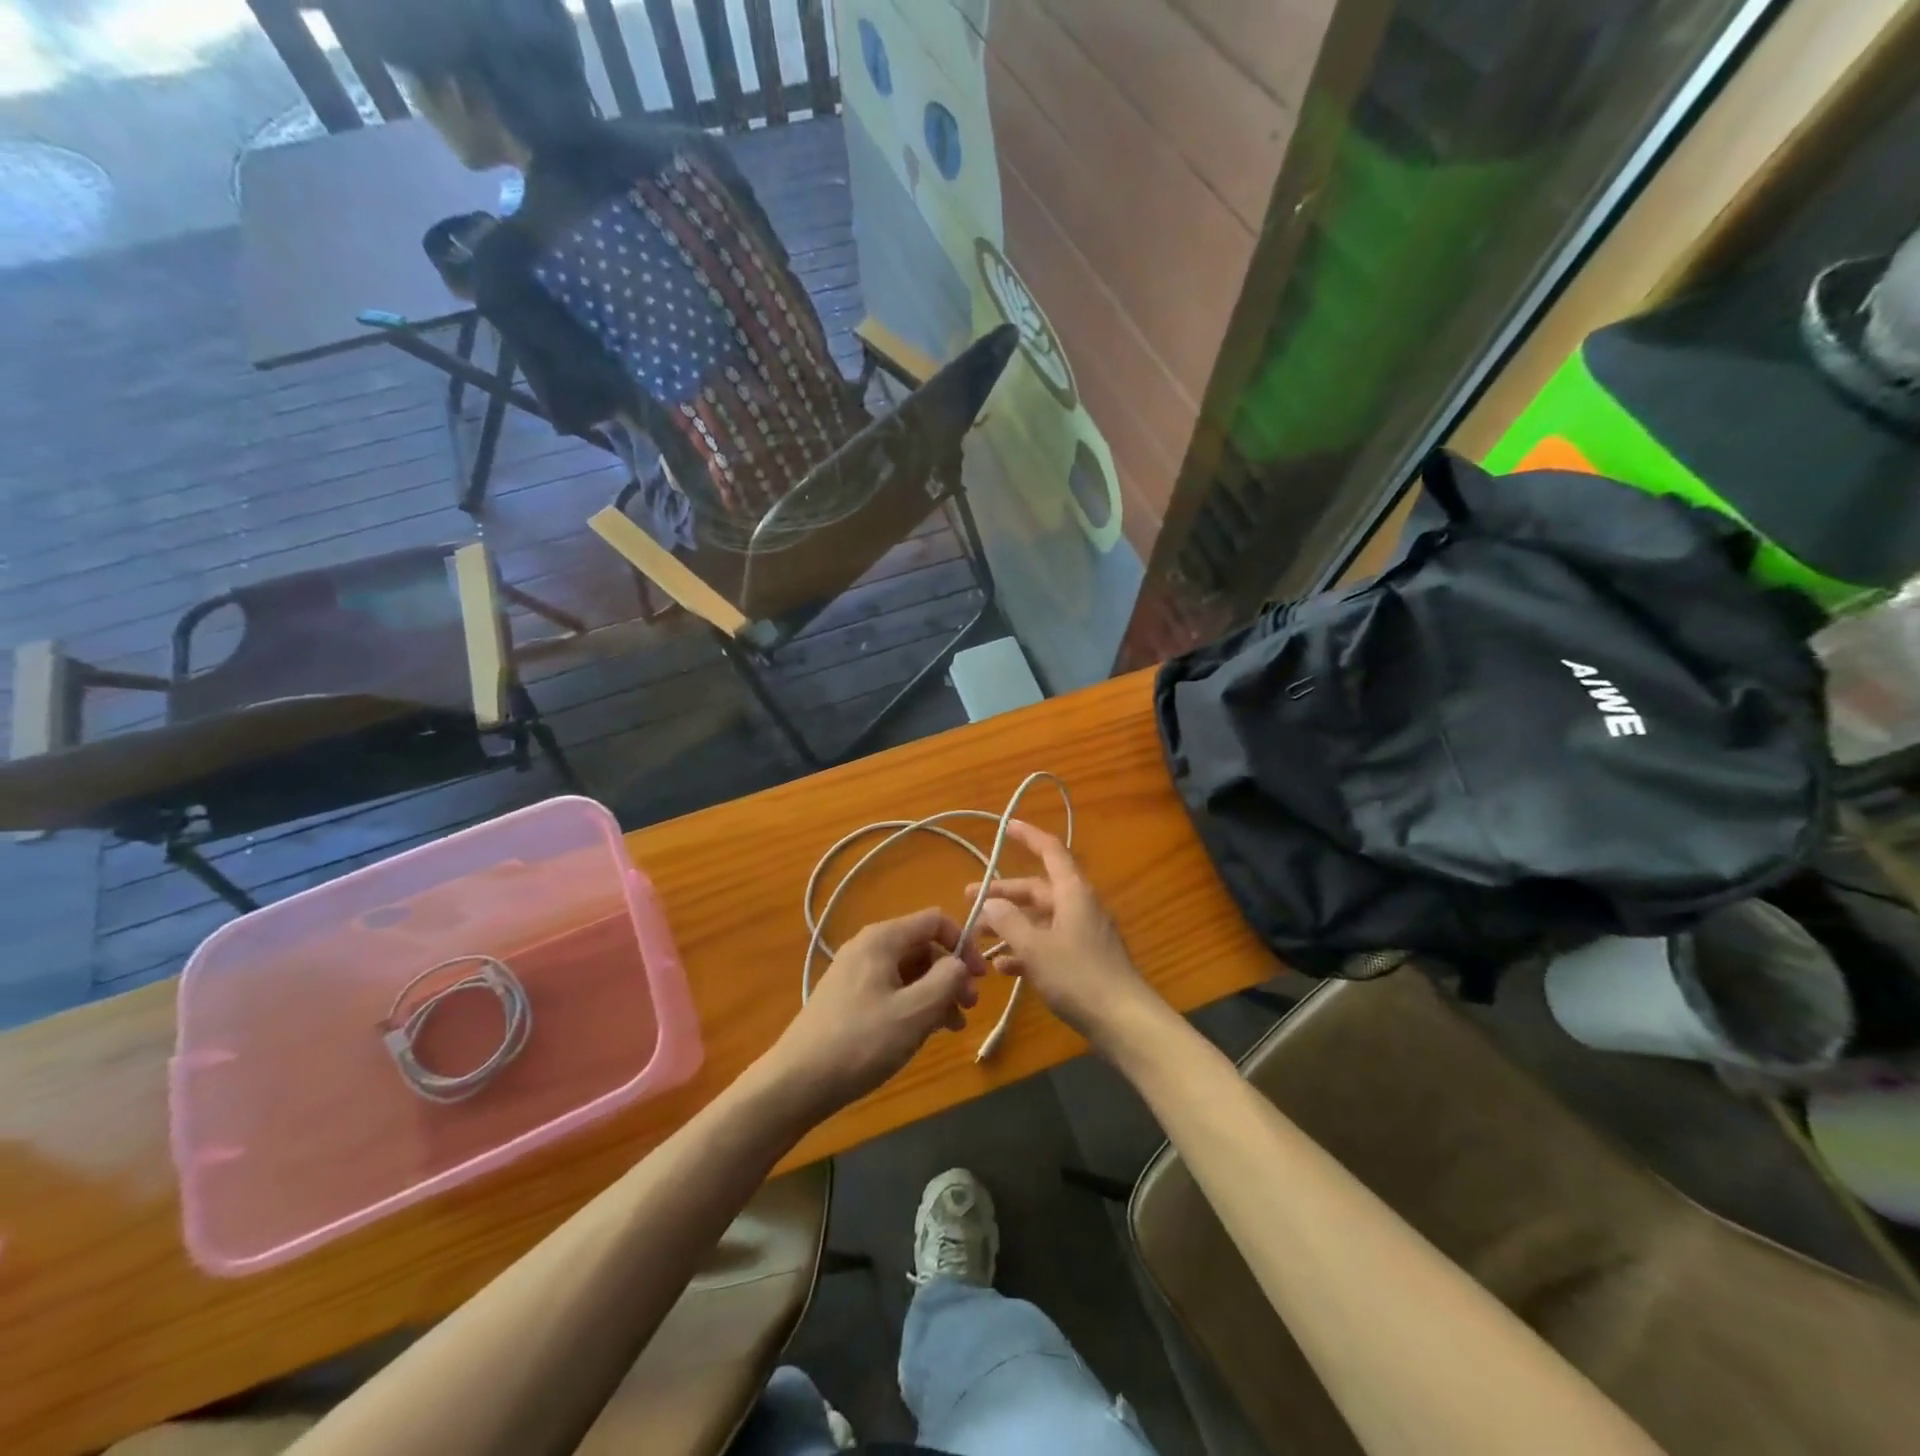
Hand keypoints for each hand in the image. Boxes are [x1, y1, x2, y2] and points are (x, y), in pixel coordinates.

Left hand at [764, 908, 985, 1121]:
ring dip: (936, 992)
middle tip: (969, 1007)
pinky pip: (892, 989)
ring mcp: (855, 973)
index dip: (964, 944)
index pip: (935, 920)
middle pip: (923, 946)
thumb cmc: (860, 1042)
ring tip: (952, 1026)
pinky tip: (924, 1033)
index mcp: (882, 939)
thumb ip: (947, 980)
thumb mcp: (915, 1012)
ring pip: (909, 971)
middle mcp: (868, 947)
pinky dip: (914, 1004)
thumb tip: (960, 965)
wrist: (797, 1082)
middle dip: (951, 973)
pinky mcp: (848, 998)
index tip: (980, 978)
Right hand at [967, 822, 1160, 1046]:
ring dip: (1010, 924)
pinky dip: (1025, 949)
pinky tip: (1002, 967)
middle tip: (968, 899)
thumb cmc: (1078, 976)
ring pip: (1040, 919)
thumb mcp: (1035, 948)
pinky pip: (1048, 944)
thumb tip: (990, 902)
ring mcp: (1083, 933)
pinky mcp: (1083, 959)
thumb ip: (1009, 922)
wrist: (1123, 1021)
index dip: (1028, 836)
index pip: (1050, 850)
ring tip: (978, 936)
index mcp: (1073, 892)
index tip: (1005, 826)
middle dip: (1004, 893)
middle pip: (1038, 889)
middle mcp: (1079, 906)